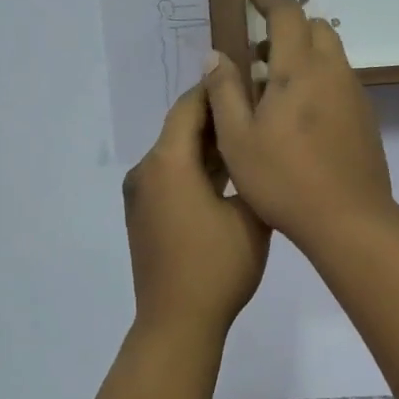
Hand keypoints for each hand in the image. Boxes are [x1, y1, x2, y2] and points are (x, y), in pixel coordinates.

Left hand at [123, 83, 270, 337]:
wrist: (177, 322)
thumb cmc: (218, 266)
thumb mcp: (251, 215)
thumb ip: (251, 170)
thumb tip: (255, 143)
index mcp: (168, 162)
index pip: (190, 106)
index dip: (218, 88)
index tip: (249, 76)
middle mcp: (146, 171)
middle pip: (181, 129)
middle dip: (217, 116)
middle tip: (257, 106)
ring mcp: (141, 195)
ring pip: (177, 155)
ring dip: (207, 145)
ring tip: (249, 137)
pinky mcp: (144, 216)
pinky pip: (171, 178)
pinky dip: (196, 169)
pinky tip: (228, 173)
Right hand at [202, 0, 393, 250]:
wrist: (348, 219)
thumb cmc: (283, 179)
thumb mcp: (237, 138)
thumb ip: (224, 91)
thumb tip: (216, 55)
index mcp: (300, 70)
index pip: (288, 15)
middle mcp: (333, 73)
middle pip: (316, 28)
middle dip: (287, 28)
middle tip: (257, 54)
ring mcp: (355, 96)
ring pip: (331, 56)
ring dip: (303, 56)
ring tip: (273, 90)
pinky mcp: (366, 119)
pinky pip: (340, 82)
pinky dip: (319, 80)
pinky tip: (299, 118)